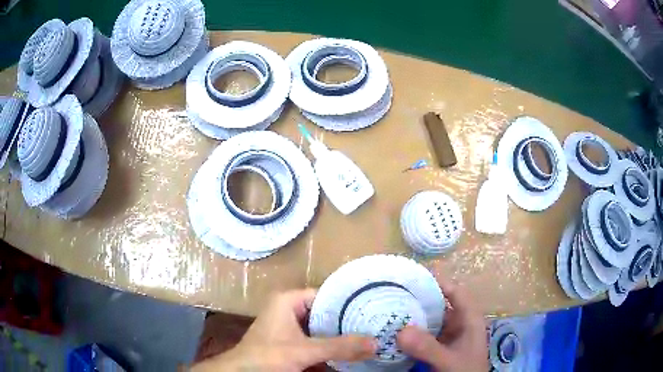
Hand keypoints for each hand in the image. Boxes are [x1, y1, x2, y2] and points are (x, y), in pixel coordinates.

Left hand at [192, 289, 375, 370]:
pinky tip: (349, 349)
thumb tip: (376, 343)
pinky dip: (330, 344)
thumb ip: (340, 347)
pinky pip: (315, 338)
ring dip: (340, 334)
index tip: (373, 308)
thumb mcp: (305, 351)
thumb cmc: (268, 356)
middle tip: (375, 324)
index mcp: (288, 300)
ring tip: (369, 335)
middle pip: (326, 311)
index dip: (349, 301)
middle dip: (348, 321)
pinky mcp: (290, 340)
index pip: (326, 294)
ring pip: (321, 326)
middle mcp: (289, 308)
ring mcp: (289, 325)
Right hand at [397, 280, 487, 371]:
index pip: (456, 292)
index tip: (413, 278)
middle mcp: (459, 324)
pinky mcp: (439, 348)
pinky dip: (411, 333)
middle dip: (419, 300)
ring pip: (430, 321)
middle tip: (393, 294)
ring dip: (413, 317)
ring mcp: (449, 337)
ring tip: (389, 311)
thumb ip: (428, 347)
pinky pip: (424, 336)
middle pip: (440, 305)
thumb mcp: (449, 360)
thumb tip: (400, 331)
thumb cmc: (465, 371)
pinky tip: (395, 333)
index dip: (439, 282)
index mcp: (469, 319)